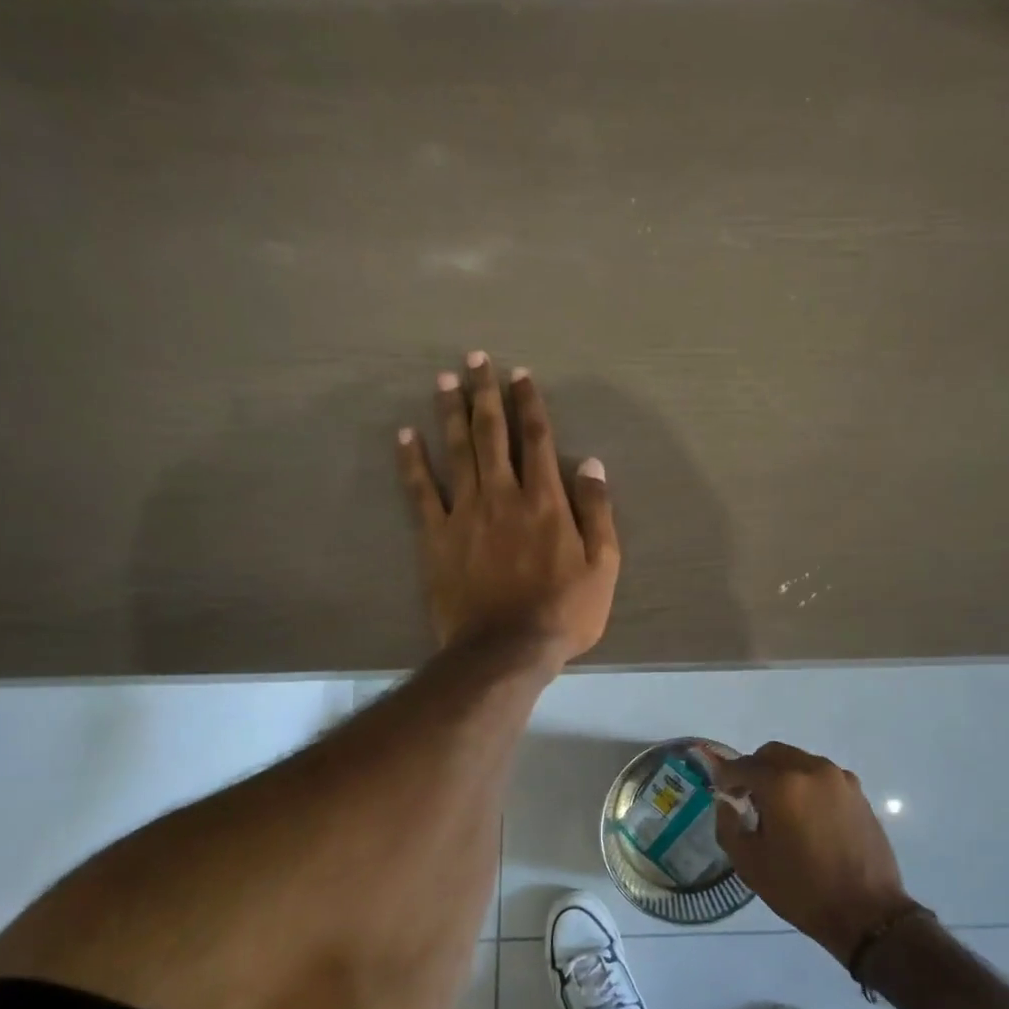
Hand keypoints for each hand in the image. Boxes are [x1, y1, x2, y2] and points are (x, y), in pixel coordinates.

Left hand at [397, 354, 619, 667]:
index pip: (536, 439)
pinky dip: (412, 461)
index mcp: (545, 501)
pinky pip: (420, 491)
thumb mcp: (603, 566)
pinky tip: (405, 435)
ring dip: (450, 412)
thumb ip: (597, 512)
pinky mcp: (436, 537)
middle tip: (475, 358)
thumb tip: (591, 464)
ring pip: (457, 451)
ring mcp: (465, 514)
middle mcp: (503, 495)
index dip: (529, 403)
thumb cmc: (563, 612)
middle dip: (485, 393)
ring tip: (444, 379)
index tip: (520, 374)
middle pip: (492, 434)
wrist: (506, 650)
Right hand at [703, 742, 923, 963]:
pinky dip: (807, 786)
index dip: (726, 776)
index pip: (744, 765)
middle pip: (773, 754)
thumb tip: (726, 802)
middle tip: (748, 798)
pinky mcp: (858, 792)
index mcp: (783, 784)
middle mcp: (813, 769)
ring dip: (782, 776)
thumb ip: (728, 824)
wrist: (867, 913)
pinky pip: (822, 777)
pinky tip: (807, 818)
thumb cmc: (802, 889)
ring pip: (800, 762)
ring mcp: (840, 779)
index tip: (721, 791)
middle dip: (755, 770)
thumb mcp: (750, 863)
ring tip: (780, 811)